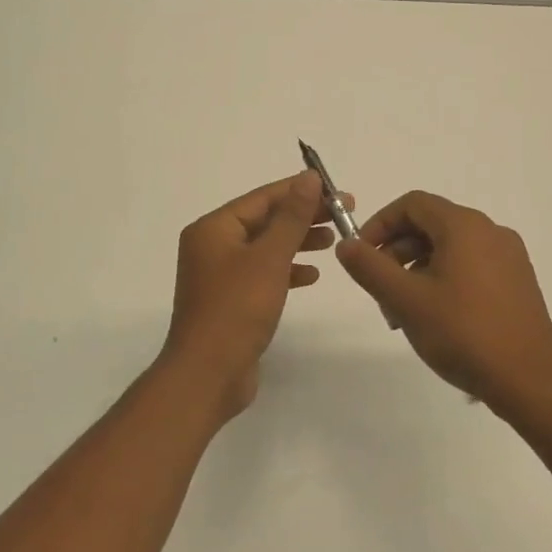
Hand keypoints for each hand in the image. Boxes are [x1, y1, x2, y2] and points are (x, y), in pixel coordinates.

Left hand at [160, 172, 345, 419]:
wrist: (208, 374)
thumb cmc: (237, 309)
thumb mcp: (269, 257)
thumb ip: (292, 217)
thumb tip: (308, 178)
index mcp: (213, 228)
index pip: (262, 198)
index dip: (300, 191)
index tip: (337, 191)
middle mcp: (212, 246)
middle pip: (264, 221)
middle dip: (302, 217)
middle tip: (343, 214)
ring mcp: (219, 275)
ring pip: (265, 247)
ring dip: (297, 242)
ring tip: (332, 240)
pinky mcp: (230, 300)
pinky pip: (261, 274)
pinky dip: (286, 270)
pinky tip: (311, 275)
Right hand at [336, 191, 551, 407]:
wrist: (530, 381)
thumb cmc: (463, 333)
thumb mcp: (405, 300)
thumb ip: (369, 268)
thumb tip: (346, 245)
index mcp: (464, 226)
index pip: (412, 204)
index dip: (380, 224)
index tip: (361, 256)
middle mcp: (490, 231)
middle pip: (430, 225)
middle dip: (396, 253)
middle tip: (380, 292)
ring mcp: (509, 257)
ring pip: (449, 249)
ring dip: (417, 270)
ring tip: (403, 314)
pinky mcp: (518, 282)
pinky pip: (471, 266)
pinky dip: (444, 280)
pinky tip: (436, 319)